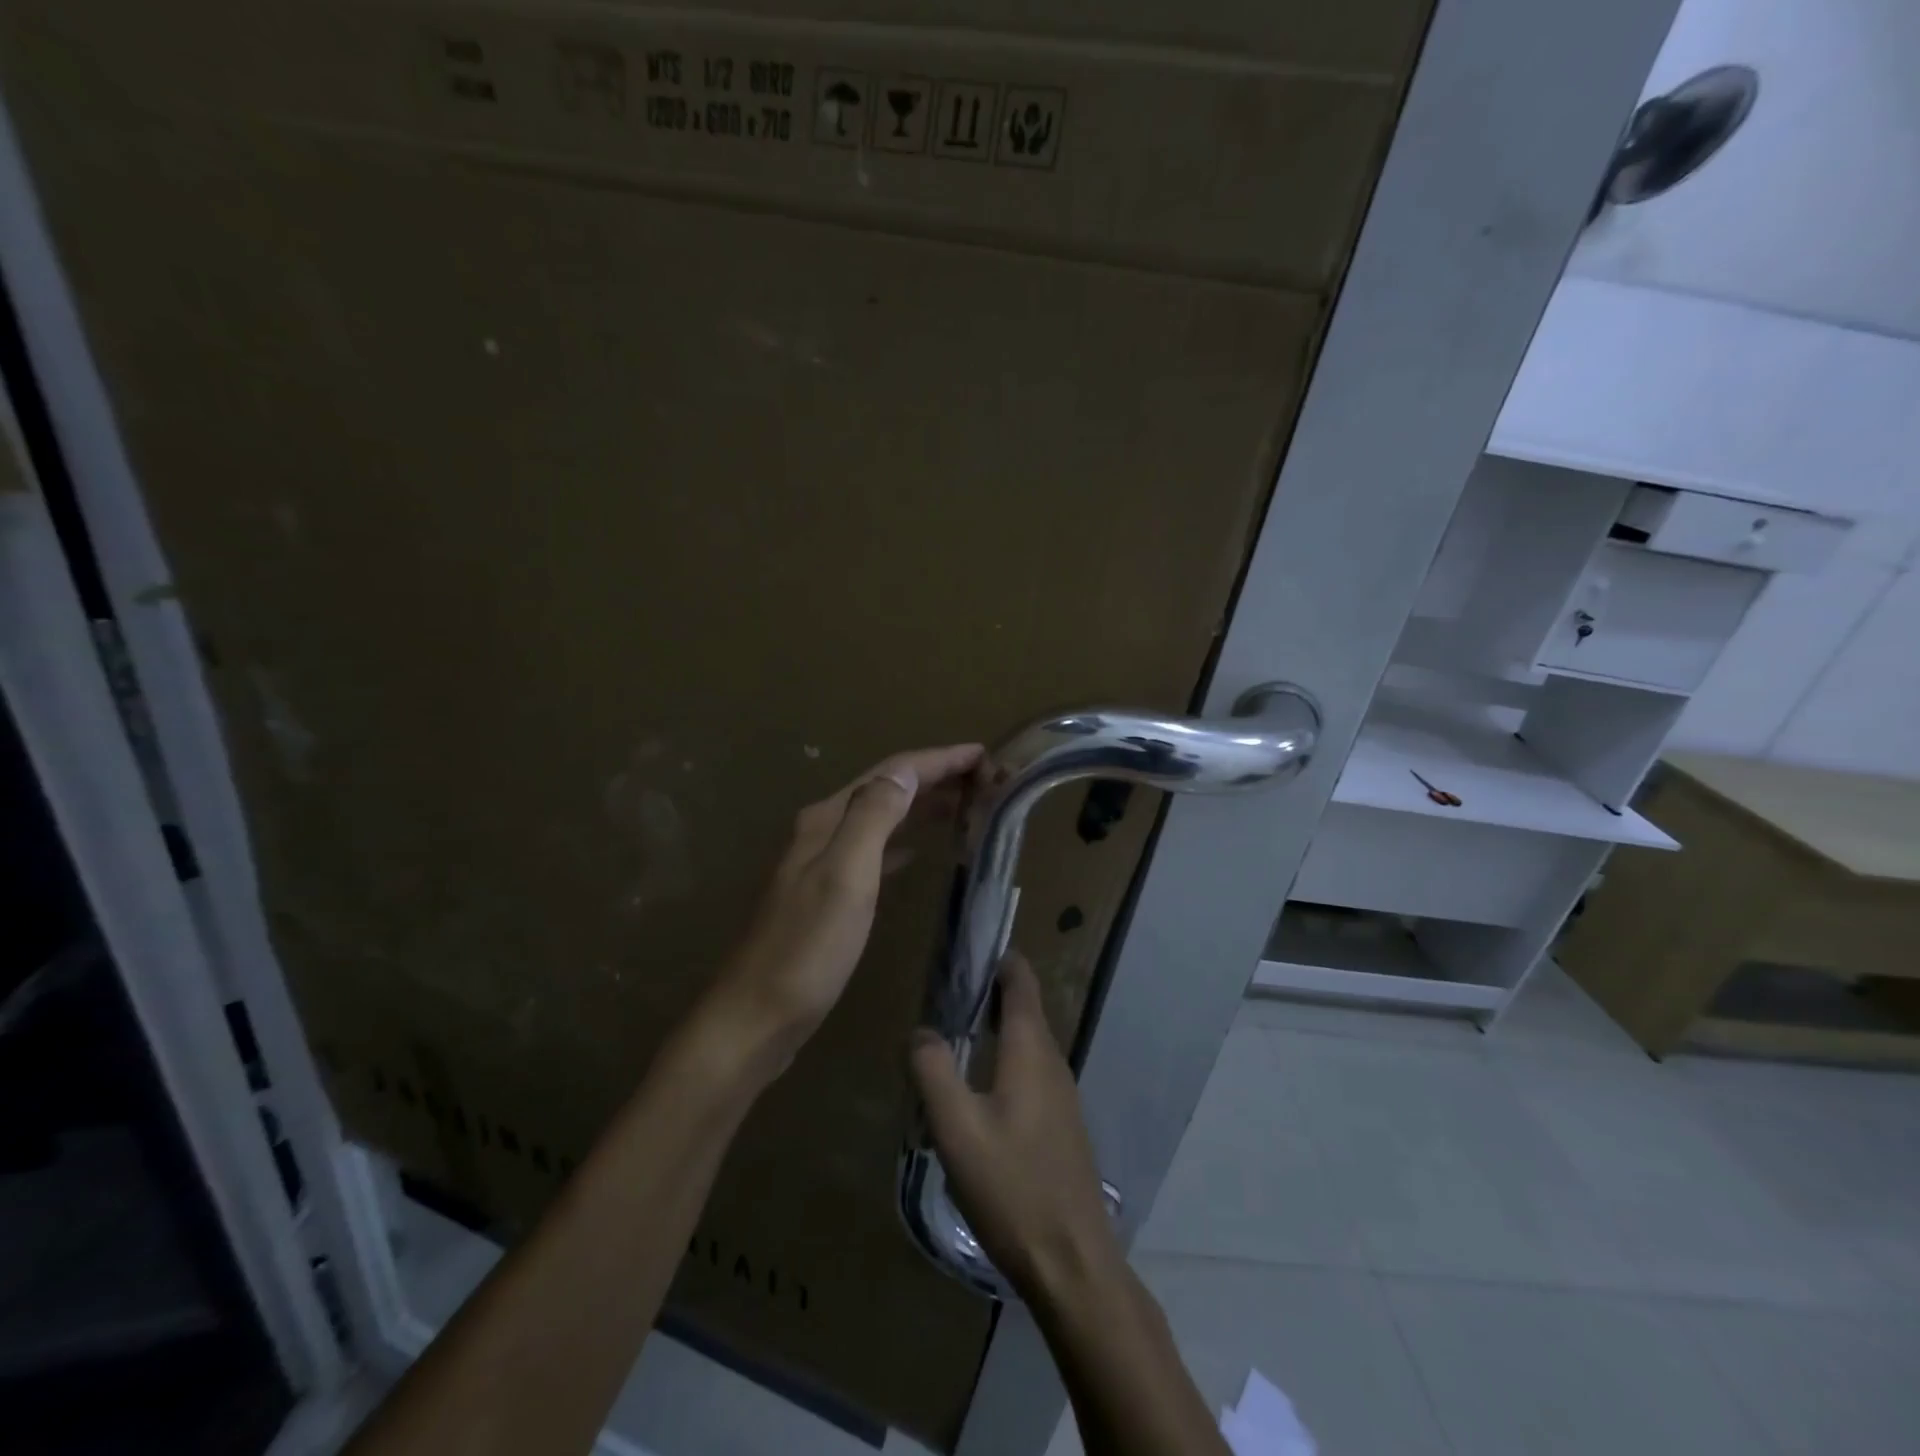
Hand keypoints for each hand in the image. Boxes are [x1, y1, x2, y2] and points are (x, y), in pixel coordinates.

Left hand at [701, 743, 985, 1081]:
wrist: (758, 1016)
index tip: (985, 755)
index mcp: (829, 820)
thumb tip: (905, 772)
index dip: (939, 760)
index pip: (892, 773)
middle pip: (887, 790)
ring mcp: (825, 864)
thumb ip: (872, 818)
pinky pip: (877, 853)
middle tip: (986, 779)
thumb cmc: (807, 949)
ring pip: (883, 820)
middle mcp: (825, 832)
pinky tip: (920, 852)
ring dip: (923, 807)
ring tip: (966, 806)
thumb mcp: (845, 876)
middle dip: (935, 778)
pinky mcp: (830, 895)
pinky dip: (904, 843)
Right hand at [910, 955, 1124, 1302]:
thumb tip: (921, 1031)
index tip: (964, 946)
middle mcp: (1051, 1061)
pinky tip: (977, 1086)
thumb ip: (933, 1070)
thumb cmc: (1012, 1187)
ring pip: (1026, 1041)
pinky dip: (1003, 1057)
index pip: (1020, 980)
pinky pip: (1029, 1070)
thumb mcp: (957, 1128)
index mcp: (1030, 1049)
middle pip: (1023, 1007)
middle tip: (944, 988)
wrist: (1072, 1262)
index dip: (997, 957)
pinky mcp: (1060, 1123)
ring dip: (994, 1026)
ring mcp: (1061, 1094)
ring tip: (952, 1031)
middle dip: (988, 990)